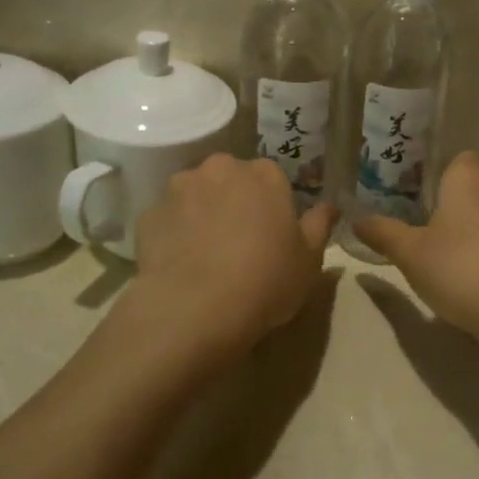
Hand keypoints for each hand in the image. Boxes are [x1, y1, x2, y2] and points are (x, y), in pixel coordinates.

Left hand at [129, 154, 337, 366]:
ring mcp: (179, 189)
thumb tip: (329, 207)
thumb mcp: (309, 260)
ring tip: (205, 254)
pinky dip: (174, 233)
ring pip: (196, 195)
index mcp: (264, 174)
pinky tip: (180, 264)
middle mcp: (220, 169)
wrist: (195, 309)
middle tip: (240, 242)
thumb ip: (320, 226)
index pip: (272, 178)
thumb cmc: (266, 280)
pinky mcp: (148, 214)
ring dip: (202, 213)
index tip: (273, 234)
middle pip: (231, 180)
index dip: (273, 206)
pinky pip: (168, 219)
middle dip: (235, 202)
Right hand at [353, 151, 478, 341]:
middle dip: (469, 188)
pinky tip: (470, 262)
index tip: (422, 189)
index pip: (462, 158)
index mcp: (467, 181)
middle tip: (439, 210)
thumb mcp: (408, 252)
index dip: (444, 170)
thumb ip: (382, 232)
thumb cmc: (456, 267)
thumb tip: (356, 220)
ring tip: (452, 238)